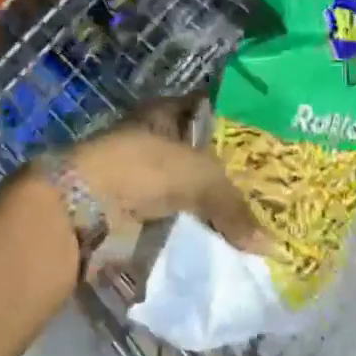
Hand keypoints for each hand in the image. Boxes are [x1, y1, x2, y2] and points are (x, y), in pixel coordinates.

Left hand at [68, 98, 271, 253]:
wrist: (84, 209)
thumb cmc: (143, 170)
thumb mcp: (199, 178)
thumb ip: (234, 206)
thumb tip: (270, 245)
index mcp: (163, 113)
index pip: (207, 110)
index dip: (236, 123)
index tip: (269, 142)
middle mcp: (153, 140)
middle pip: (200, 155)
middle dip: (228, 173)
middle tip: (270, 190)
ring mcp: (142, 178)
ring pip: (189, 190)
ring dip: (211, 206)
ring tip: (255, 221)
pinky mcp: (134, 212)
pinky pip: (176, 220)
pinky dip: (194, 230)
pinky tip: (224, 240)